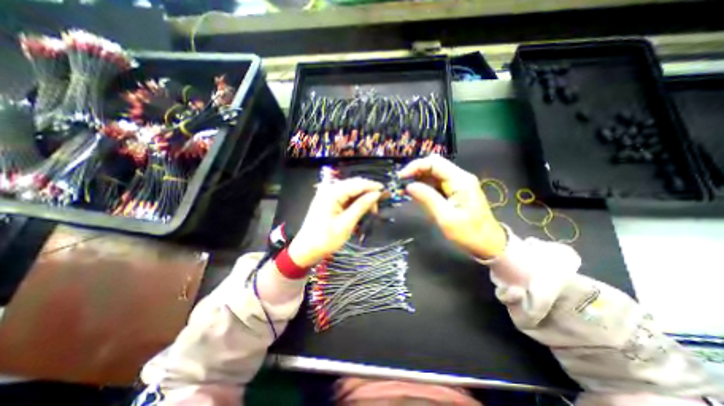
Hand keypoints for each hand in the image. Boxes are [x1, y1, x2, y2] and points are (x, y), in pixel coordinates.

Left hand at [288, 177, 383, 266]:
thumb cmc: (325, 239)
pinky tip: (360, 209)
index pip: (357, 184)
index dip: (372, 186)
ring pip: (351, 190)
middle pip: (354, 184)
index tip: (385, 191)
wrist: (306, 249)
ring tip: (370, 211)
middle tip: (376, 209)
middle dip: (368, 193)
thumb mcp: (346, 224)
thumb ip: (361, 206)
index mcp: (332, 193)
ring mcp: (327, 194)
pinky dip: (354, 201)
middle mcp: (329, 189)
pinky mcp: (328, 200)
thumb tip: (376, 194)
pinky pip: (345, 196)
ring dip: (362, 198)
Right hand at [398, 154, 504, 257]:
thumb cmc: (469, 233)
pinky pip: (436, 183)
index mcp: (460, 180)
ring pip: (433, 174)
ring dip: (418, 179)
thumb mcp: (446, 217)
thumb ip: (427, 198)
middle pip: (433, 165)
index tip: (401, 177)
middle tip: (401, 183)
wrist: (489, 244)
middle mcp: (459, 177)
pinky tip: (414, 193)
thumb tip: (409, 186)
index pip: (434, 162)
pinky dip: (424, 186)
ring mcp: (457, 184)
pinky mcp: (455, 191)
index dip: (415, 166)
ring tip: (404, 189)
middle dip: (415, 171)